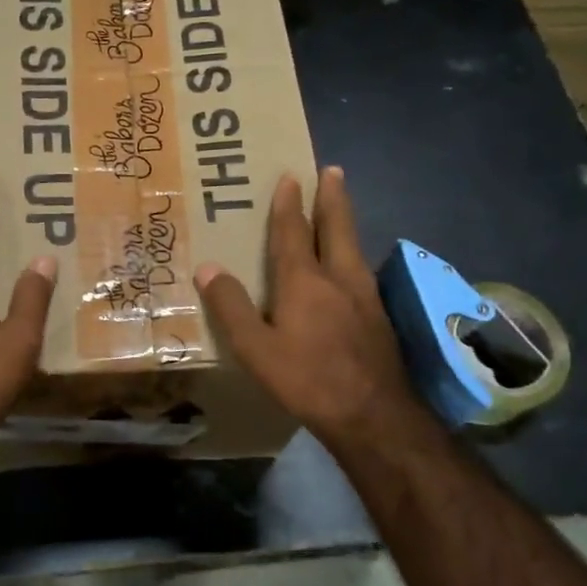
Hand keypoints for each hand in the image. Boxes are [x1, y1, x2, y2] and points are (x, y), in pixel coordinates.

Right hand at [194, 166, 421, 454]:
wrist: (373, 414)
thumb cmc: (307, 379)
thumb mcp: (256, 349)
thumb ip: (231, 307)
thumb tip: (207, 267)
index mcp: (304, 282)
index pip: (293, 233)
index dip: (288, 204)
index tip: (290, 176)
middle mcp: (339, 279)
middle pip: (336, 228)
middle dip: (332, 198)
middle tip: (332, 170)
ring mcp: (365, 297)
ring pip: (354, 248)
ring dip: (346, 222)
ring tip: (342, 209)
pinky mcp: (379, 318)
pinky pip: (362, 272)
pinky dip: (353, 255)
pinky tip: (353, 268)